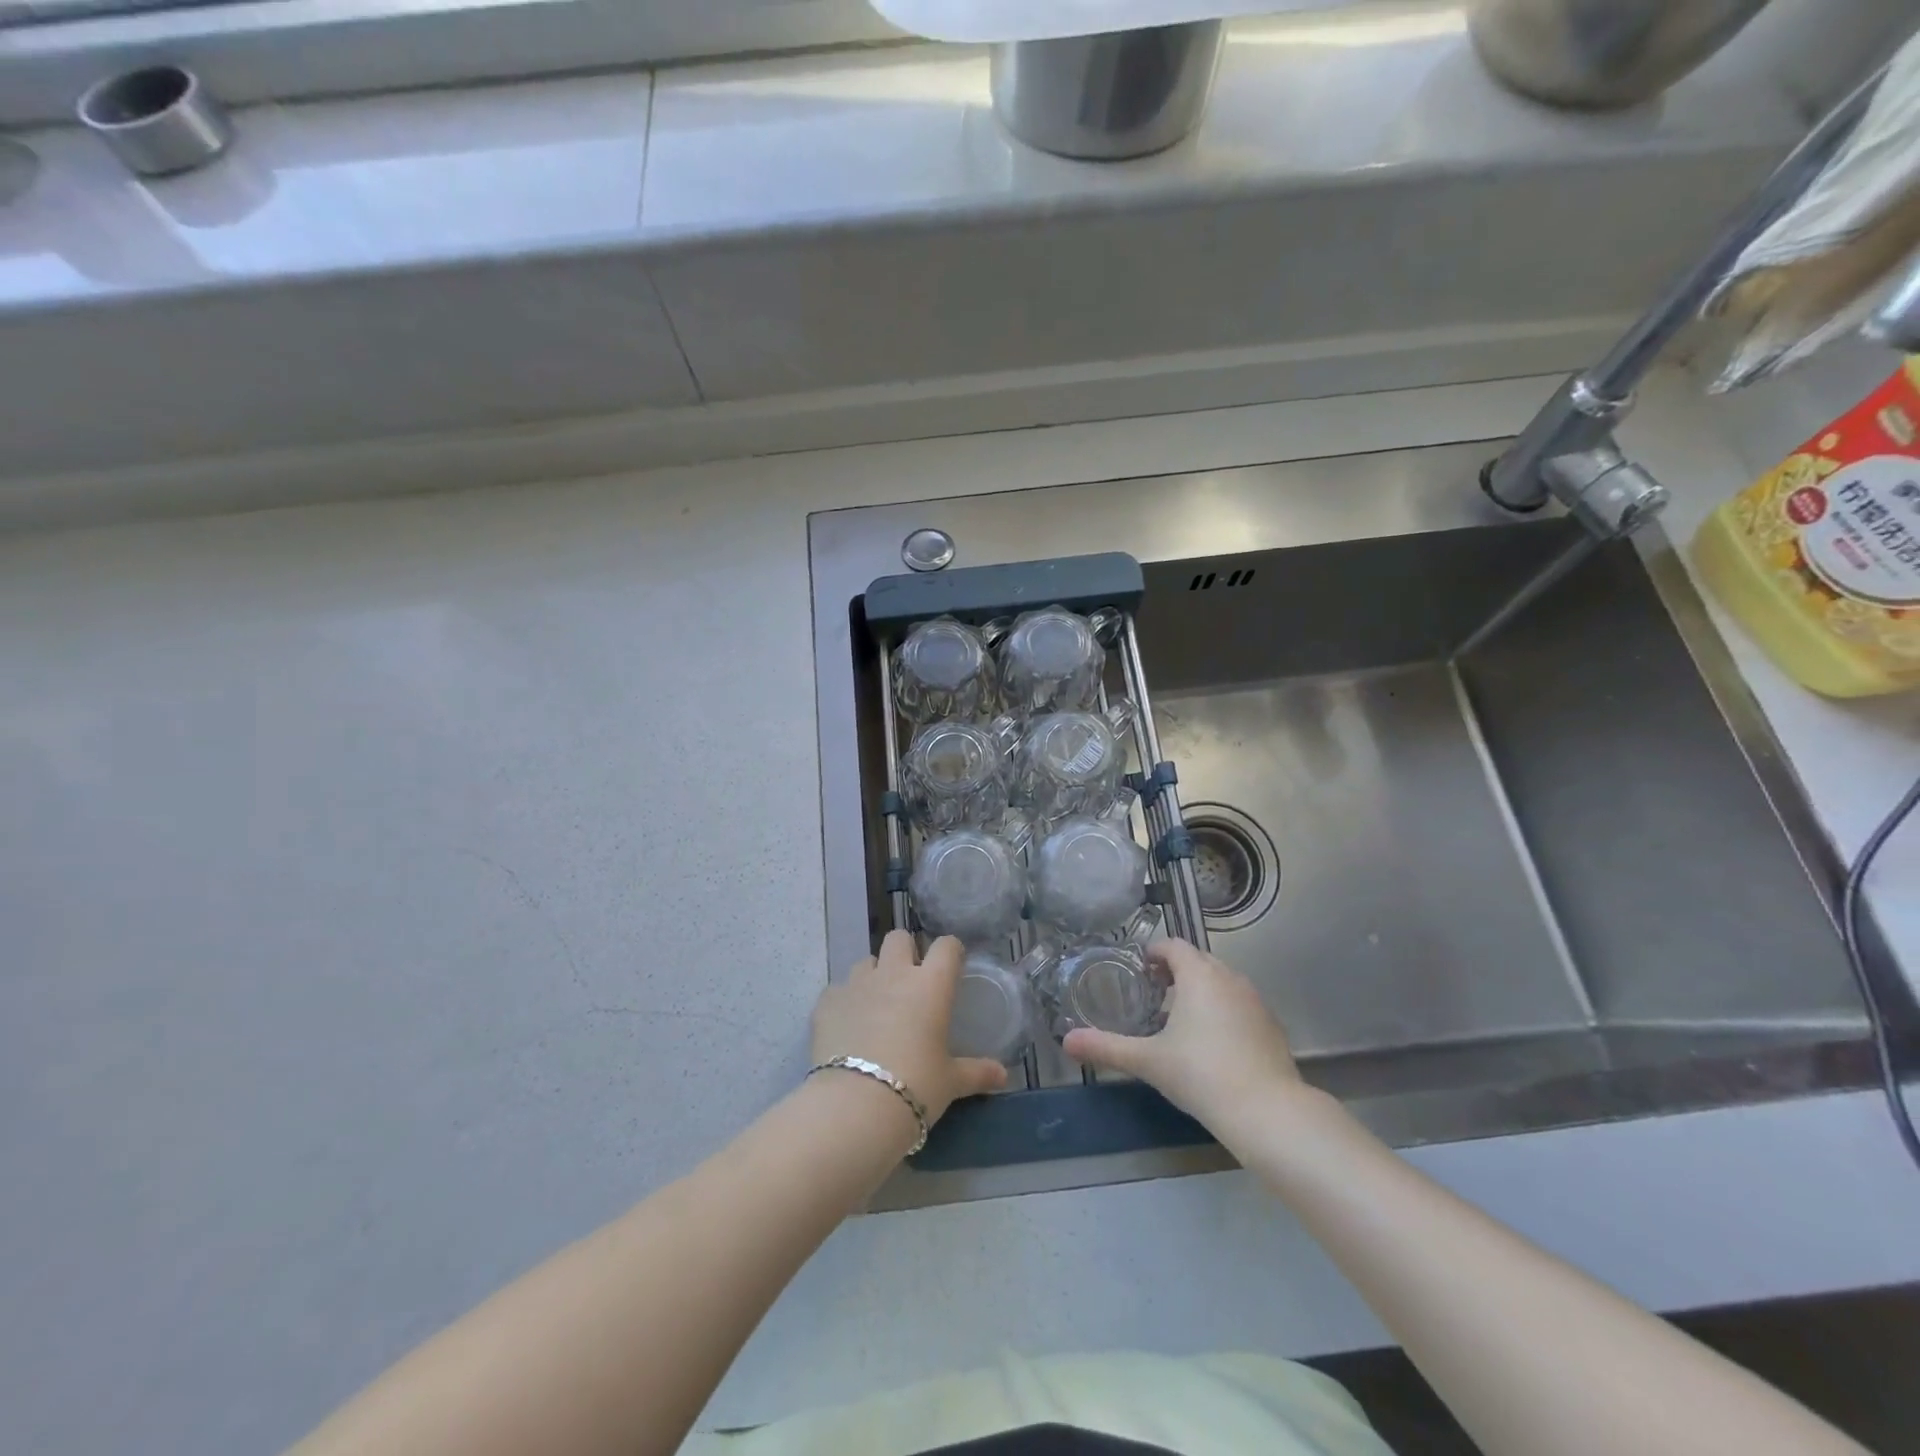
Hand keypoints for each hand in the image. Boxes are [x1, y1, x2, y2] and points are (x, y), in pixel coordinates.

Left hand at [812, 931, 1008, 1125]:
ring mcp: (856, 984)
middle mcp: (894, 974)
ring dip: (873, 976)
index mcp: (930, 985)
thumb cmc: (916, 1086)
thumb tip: (1003, 1076)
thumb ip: (977, 1072)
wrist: (856, 1105)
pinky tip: (847, 1026)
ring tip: (876, 1005)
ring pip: (866, 961)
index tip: (952, 966)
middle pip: (899, 937)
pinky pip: (837, 990)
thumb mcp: (951, 1082)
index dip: (950, 951)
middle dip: (905, 951)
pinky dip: (844, 1002)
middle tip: (910, 981)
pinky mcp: (826, 1002)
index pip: (946, 946)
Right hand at [1062, 938, 1307, 1130]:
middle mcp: (1229, 978)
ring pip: (1221, 981)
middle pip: (1198, 960)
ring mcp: (1255, 1000)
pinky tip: (1213, 1043)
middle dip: (1175, 970)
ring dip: (1200, 990)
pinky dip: (1223, 1010)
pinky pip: (1240, 1004)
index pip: (1173, 945)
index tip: (1138, 971)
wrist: (1267, 1112)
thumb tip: (1066, 1041)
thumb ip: (1106, 1047)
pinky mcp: (1271, 1025)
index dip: (1153, 953)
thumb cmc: (1201, 1074)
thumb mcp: (1148, 1061)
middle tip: (1153, 994)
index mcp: (1198, 975)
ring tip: (1180, 1019)